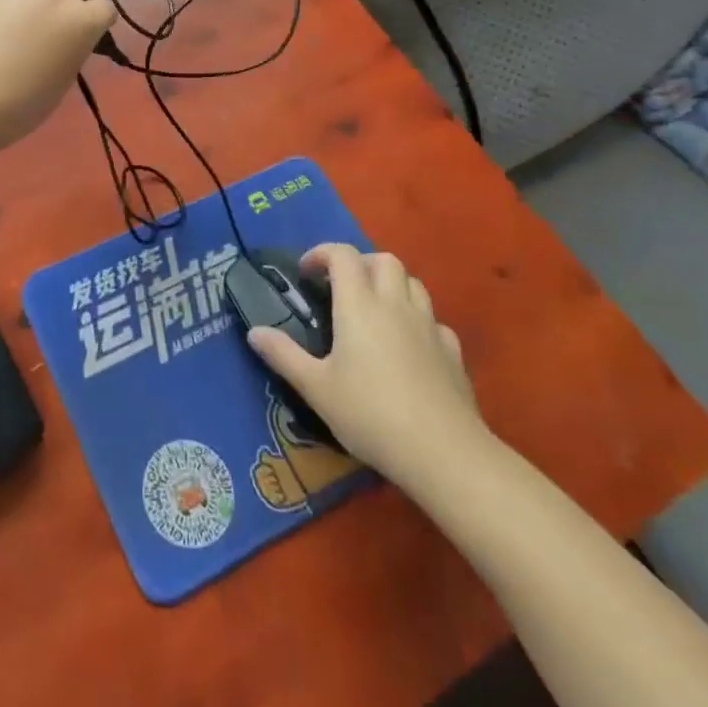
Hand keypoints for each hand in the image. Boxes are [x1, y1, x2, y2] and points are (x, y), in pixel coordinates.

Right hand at [247, 244, 490, 493]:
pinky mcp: (453, 352)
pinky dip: (418, 321)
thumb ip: (284, 356)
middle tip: (341, 287)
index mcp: (360, 305)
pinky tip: (409, 346)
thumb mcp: (317, 389)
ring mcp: (429, 327)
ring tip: (374, 311)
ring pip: (413, 284)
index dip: (322, 253)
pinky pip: (434, 321)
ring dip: (391, 285)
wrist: (444, 453)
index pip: (343, 255)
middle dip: (360, 264)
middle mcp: (396, 305)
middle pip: (384, 260)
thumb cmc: (371, 414)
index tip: (306, 272)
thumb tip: (254, 332)